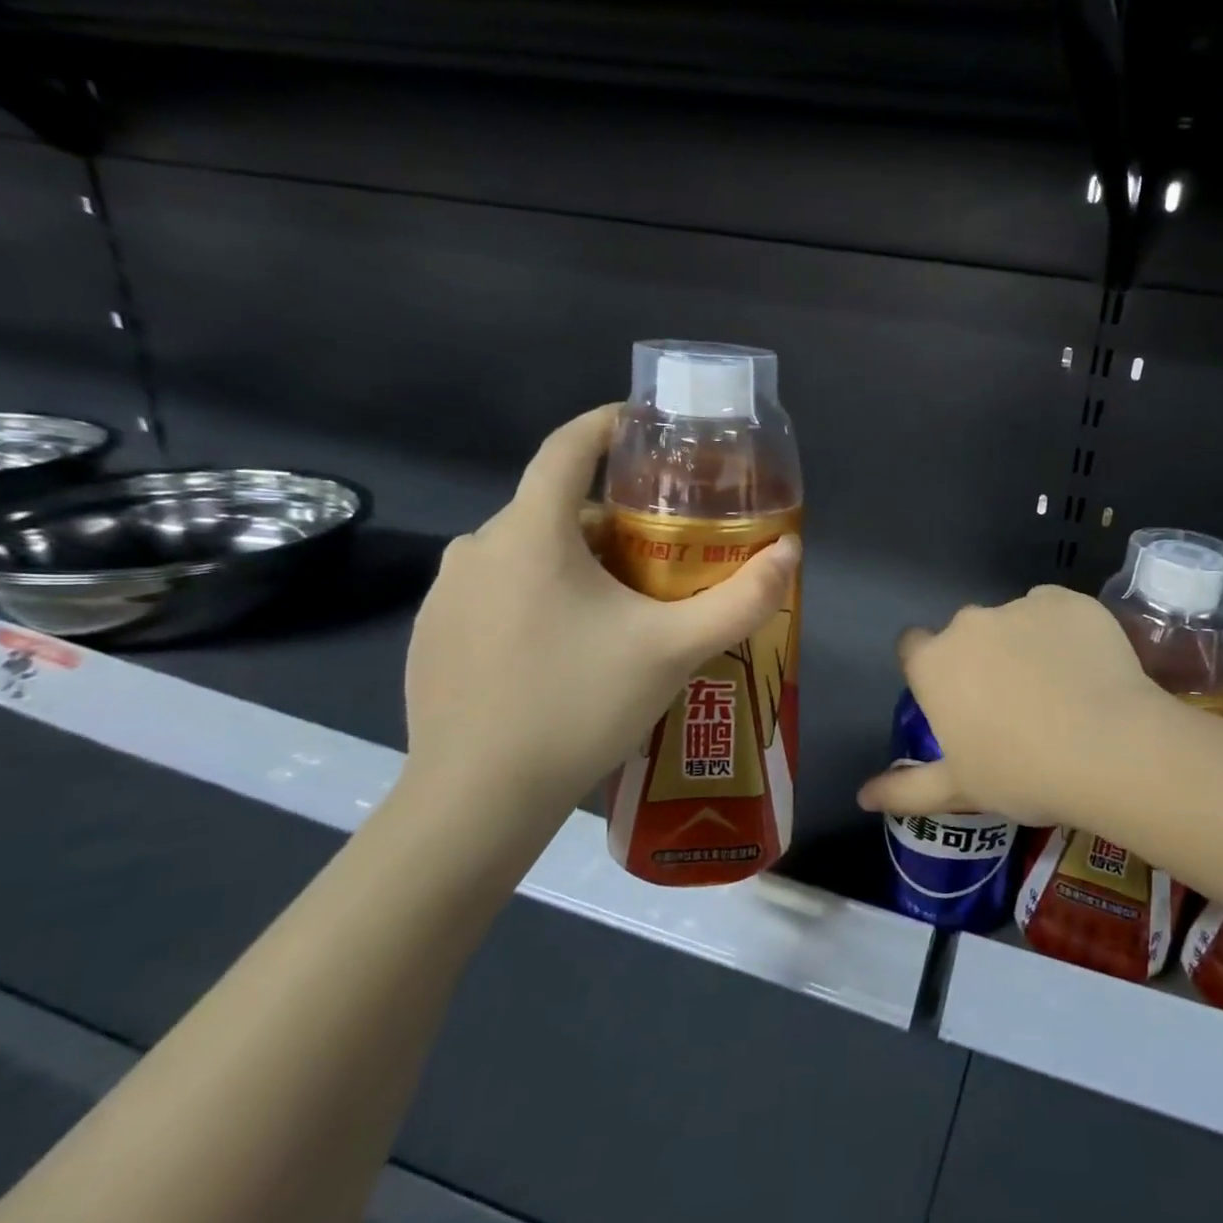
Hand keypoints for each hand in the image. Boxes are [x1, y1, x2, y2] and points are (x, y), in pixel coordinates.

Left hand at [401, 406, 798, 833]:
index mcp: (531, 532)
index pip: (568, 446)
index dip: (609, 425)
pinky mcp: (431, 634)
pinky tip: (567, 651)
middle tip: (664, 556)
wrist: (478, 798)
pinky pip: (498, 591)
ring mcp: (446, 592)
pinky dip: (538, 597)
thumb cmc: (580, 705)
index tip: (648, 426)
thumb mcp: (676, 649)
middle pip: (556, 508)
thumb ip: (742, 598)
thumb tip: (791, 551)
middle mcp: (477, 546)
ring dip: (577, 563)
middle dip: (613, 521)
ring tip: (623, 609)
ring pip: (528, 553)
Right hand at [856, 585, 1168, 825]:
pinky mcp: (1069, 600)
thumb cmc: (1022, 773)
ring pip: (1013, 621)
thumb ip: (906, 789)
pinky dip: (1063, 632)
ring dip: (1023, 644)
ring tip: (1059, 689)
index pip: (912, 648)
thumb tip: (862, 796)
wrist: (1109, 748)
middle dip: (980, 659)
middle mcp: (970, 623)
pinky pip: (1055, 611)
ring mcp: (1021, 605)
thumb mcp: (959, 788)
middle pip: (965, 635)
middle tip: (1012, 703)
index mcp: (935, 663)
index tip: (955, 698)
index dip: (930, 670)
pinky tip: (1086, 667)